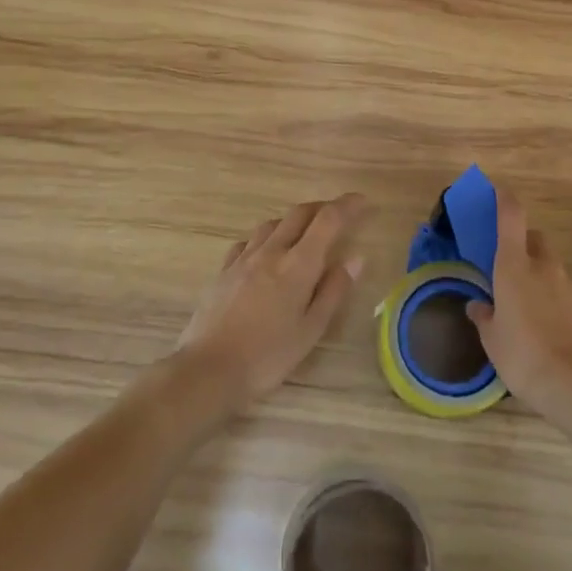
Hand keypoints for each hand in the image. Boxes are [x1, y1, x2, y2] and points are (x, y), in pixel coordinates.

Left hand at [176, 193, 369, 412]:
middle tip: (338, 214)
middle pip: (299, 213)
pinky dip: (265, 237)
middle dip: (322, 207)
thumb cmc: (268, 356)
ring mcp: (243, 259)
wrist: (208, 369)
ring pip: (272, 223)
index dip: (347, 205)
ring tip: (304, 234)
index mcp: (298, 264)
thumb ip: (333, 291)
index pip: (328, 220)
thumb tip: (355, 258)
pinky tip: (265, 253)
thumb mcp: (311, 330)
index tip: (363, 201)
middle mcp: (271, 251)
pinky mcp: (223, 271)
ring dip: (293, 220)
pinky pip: (248, 241)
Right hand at [466, 188, 571, 419]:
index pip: (511, 219)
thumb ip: (485, 317)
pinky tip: (566, 333)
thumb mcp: (492, 341)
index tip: (502, 192)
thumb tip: (478, 306)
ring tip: (544, 315)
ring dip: (549, 283)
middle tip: (518, 272)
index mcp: (513, 268)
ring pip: (558, 272)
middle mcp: (545, 267)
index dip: (506, 202)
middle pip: (537, 241)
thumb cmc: (522, 356)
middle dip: (528, 247)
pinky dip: (569, 305)